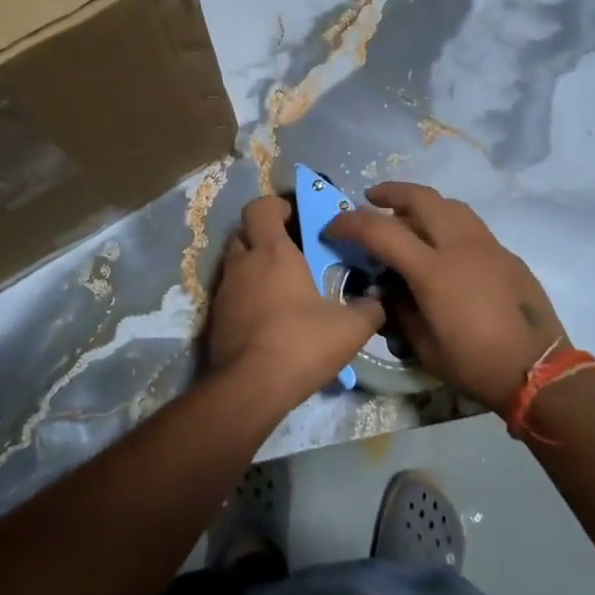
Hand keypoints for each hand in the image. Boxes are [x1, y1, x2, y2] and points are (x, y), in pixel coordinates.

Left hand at [206, 195, 384, 412]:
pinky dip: (246, 295)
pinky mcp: (216, 318)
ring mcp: (225, 291)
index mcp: (272, 252)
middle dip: (264, 236)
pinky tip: (269, 317)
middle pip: (244, 233)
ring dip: (254, 267)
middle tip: (291, 252)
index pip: (260, 207)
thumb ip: (369, 309)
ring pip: (235, 263)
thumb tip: (378, 301)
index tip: (294, 217)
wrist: (249, 388)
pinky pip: (231, 293)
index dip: (275, 206)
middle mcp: (243, 264)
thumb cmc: (300, 344)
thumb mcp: (349, 328)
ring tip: (283, 288)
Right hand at [324, 183, 566, 412]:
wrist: (539, 371)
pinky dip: (448, 221)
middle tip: (372, 199)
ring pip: (450, 204)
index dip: (350, 224)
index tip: (333, 227)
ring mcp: (488, 245)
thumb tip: (388, 289)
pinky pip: (471, 225)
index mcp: (433, 270)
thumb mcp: (424, 345)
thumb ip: (399, 310)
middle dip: (391, 192)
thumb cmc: (475, 363)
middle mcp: (460, 246)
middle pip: (421, 198)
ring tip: (408, 215)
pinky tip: (444, 244)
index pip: (381, 231)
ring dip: (423, 202)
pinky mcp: (507, 254)